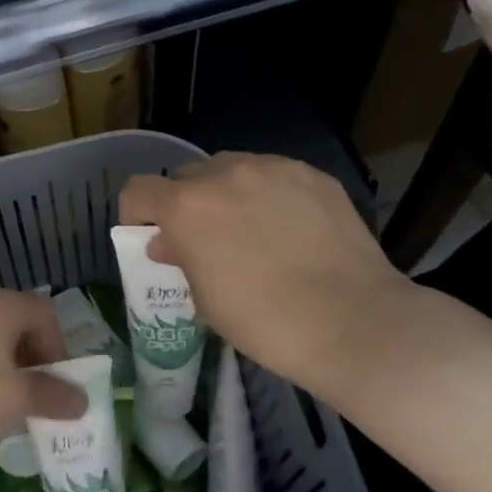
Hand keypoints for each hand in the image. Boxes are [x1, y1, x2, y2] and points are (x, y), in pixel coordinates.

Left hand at [0, 287, 82, 447]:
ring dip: (4, 364)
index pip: (45, 312)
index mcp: (2, 303)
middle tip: (35, 392)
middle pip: (17, 321)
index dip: (58, 346)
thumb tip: (84, 401)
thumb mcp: (14, 397)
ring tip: (6, 400)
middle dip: (32, 357)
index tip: (56, 382)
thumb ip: (51, 396)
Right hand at [118, 153, 423, 400]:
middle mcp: (224, 174)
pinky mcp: (312, 175)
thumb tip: (168, 242)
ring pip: (231, 168)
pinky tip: (290, 227)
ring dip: (226, 192)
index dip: (136, 213)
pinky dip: (268, 193)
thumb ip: (180, 259)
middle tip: (205, 237)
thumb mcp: (206, 300)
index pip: (138, 190)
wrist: (355, 323)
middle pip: (186, 176)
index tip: (151, 236)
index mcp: (187, 207)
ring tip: (250, 227)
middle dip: (186, 203)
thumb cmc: (265, 322)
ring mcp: (272, 168)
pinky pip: (274, 175)